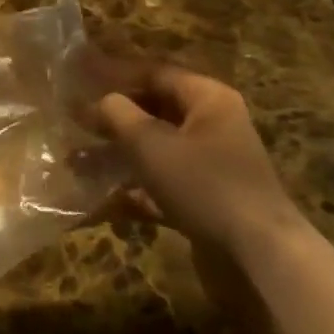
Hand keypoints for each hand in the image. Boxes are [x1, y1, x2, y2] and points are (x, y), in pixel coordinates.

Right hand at [93, 64, 302, 258]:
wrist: (259, 260)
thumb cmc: (204, 185)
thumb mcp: (151, 144)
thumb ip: (119, 115)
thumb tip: (101, 101)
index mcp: (208, 99)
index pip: (155, 73)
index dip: (115, 73)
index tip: (80, 77)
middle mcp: (213, 126)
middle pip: (154, 111)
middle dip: (113, 118)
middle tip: (73, 120)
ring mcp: (212, 168)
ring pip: (156, 151)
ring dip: (118, 155)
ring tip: (76, 161)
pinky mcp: (207, 204)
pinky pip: (163, 186)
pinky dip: (134, 190)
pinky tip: (101, 200)